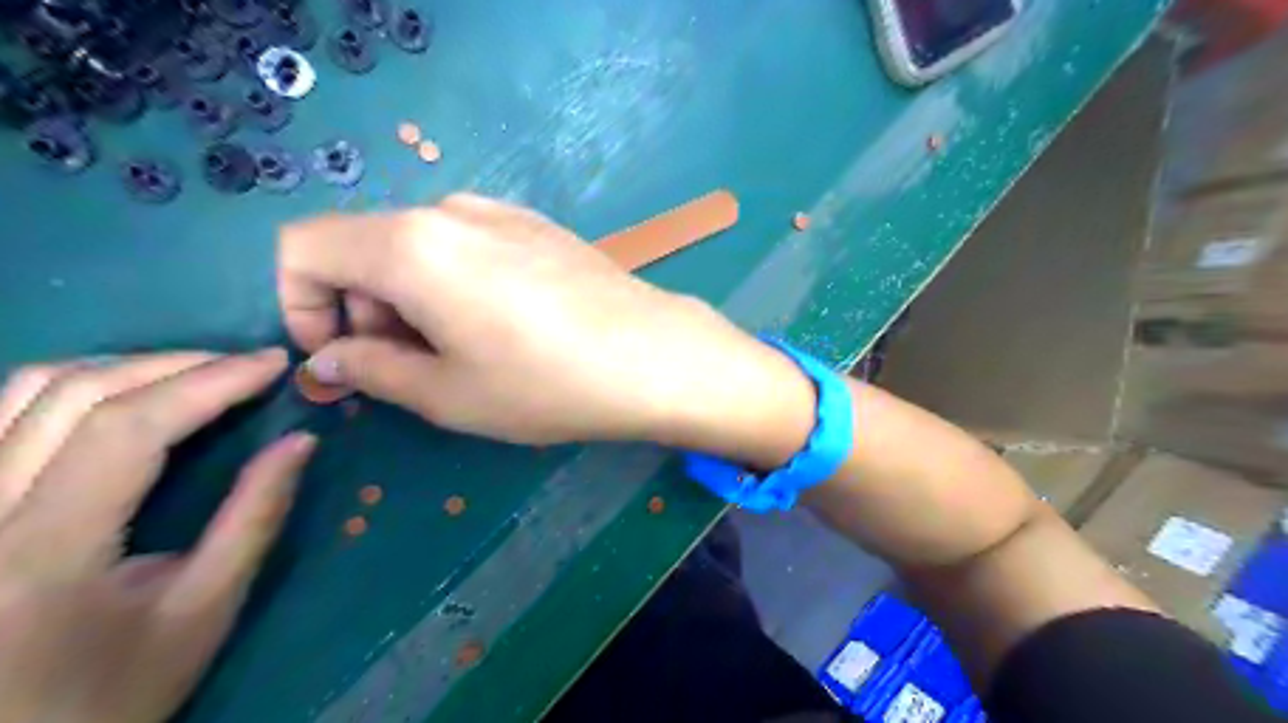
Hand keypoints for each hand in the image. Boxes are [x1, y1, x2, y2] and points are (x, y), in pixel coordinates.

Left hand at [0, 351, 314, 721]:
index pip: (129, 428)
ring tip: (196, 374)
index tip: (274, 365)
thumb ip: (254, 518)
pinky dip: (74, 387)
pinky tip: (126, 396)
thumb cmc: (114, 690)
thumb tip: (301, 441)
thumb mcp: (204, 610)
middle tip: (247, 365)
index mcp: (43, 552)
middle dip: (176, 364)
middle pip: (72, 393)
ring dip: (126, 367)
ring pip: (25, 391)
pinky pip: (3, 414)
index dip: (210, 382)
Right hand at [280, 193, 807, 456]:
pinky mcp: (537, 226)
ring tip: (457, 354)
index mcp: (409, 245)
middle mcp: (448, 210)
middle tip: (404, 370)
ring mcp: (500, 212)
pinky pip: (466, 245)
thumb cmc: (546, 383)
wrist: (653, 356)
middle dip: (361, 309)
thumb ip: (372, 368)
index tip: (337, 357)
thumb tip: (330, 355)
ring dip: (409, 299)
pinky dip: (453, 283)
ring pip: (417, 247)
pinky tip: (499, 326)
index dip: (298, 304)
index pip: (304, 247)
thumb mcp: (447, 393)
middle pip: (364, 246)